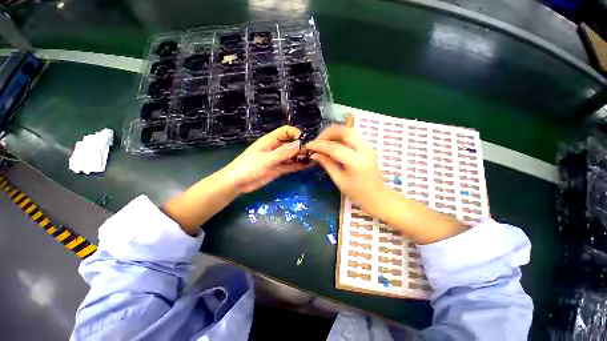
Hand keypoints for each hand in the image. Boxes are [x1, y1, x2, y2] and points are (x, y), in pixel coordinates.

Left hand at [223, 125, 309, 192]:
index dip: (295, 133)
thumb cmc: (249, 167)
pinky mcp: (278, 169)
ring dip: (301, 156)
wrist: (237, 183)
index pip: (286, 131)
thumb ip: (283, 152)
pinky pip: (290, 165)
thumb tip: (298, 144)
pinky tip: (307, 165)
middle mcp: (275, 148)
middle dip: (301, 146)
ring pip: (292, 155)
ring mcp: (277, 159)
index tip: (304, 141)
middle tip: (311, 153)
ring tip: (313, 158)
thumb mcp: (266, 159)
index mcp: (270, 140)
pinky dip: (298, 165)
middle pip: (291, 143)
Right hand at [306, 125, 387, 213]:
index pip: (334, 147)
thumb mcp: (339, 181)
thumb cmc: (358, 193)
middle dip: (327, 133)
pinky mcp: (367, 147)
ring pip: (348, 130)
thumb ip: (327, 164)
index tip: (308, 145)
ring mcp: (368, 147)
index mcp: (356, 162)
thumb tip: (314, 154)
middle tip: (317, 142)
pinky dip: (340, 136)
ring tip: (323, 142)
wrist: (378, 197)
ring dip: (334, 133)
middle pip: (343, 131)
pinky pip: (352, 136)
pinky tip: (333, 144)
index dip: (319, 145)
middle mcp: (364, 150)